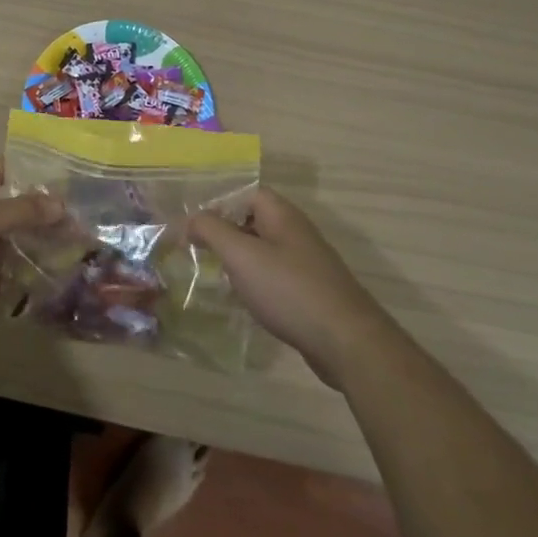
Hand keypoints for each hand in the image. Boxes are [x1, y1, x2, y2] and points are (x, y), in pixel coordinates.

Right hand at [188, 188, 382, 385]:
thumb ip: (211, 230)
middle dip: (225, 233)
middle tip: (198, 250)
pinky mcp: (311, 292)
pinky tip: (243, 300)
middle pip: (254, 221)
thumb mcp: (241, 255)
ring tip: (214, 275)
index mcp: (282, 215)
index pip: (246, 194)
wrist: (346, 342)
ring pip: (264, 251)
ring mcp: (307, 263)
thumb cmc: (288, 290)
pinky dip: (256, 283)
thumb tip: (191, 219)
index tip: (194, 225)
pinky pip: (275, 277)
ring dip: (239, 260)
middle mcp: (296, 233)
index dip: (218, 204)